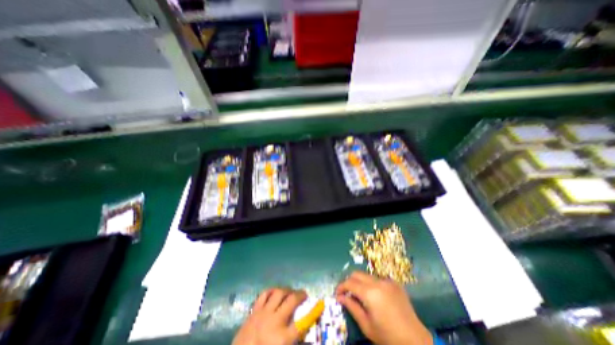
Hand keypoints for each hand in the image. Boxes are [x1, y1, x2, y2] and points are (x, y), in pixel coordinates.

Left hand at [233, 286, 306, 344]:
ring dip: (287, 290)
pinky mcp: (254, 311)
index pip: (302, 323)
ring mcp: (263, 314)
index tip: (320, 304)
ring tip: (290, 292)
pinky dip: (271, 291)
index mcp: (282, 339)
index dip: (313, 313)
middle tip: (304, 294)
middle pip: (291, 301)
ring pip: (278, 293)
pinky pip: (264, 294)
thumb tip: (303, 331)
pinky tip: (275, 292)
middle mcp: (274, 321)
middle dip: (300, 295)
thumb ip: (292, 340)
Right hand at [336, 272, 431, 344]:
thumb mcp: (366, 325)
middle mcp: (378, 282)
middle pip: (357, 274)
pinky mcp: (395, 283)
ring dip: (361, 283)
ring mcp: (388, 281)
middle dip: (349, 281)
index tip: (337, 294)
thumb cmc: (388, 337)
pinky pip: (379, 279)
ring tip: (361, 296)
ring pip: (367, 276)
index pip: (349, 283)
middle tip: (347, 293)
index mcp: (370, 293)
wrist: (416, 341)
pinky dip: (372, 285)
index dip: (341, 287)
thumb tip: (339, 297)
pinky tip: (376, 298)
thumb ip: (351, 307)